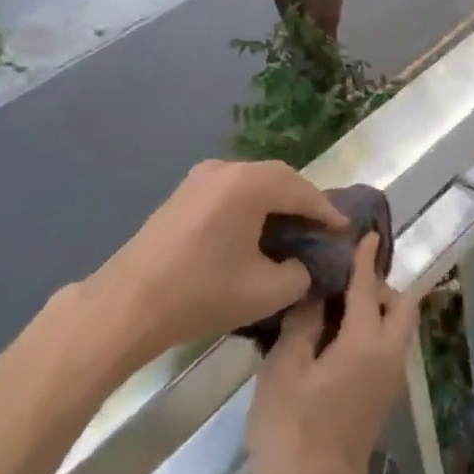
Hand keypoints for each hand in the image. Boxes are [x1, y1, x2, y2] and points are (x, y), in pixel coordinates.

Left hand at [95, 159, 346, 358]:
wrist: (128, 304)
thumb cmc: (202, 294)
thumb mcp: (266, 292)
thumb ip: (299, 274)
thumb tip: (301, 265)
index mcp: (249, 184)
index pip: (302, 191)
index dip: (327, 211)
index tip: (345, 229)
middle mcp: (226, 168)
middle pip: (278, 178)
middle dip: (303, 201)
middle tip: (322, 227)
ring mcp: (200, 177)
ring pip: (253, 182)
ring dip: (276, 201)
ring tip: (293, 228)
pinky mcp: (184, 193)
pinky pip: (231, 190)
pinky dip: (252, 204)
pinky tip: (257, 229)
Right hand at [247, 238, 420, 473]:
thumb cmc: (291, 431)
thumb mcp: (285, 369)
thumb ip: (303, 322)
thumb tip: (316, 290)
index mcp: (365, 343)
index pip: (369, 288)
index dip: (365, 259)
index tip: (367, 234)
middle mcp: (388, 356)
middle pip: (401, 306)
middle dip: (380, 284)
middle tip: (343, 275)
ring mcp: (389, 381)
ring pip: (396, 328)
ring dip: (377, 307)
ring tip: (335, 299)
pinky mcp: (381, 398)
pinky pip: (386, 347)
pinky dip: (371, 329)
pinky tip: (335, 333)